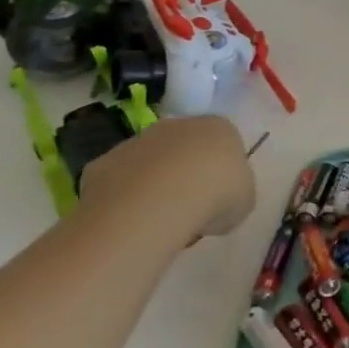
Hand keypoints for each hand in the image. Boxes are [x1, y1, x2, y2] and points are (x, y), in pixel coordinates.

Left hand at [74, 115, 256, 249]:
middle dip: (186, 175)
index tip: (220, 199)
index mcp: (219, 128)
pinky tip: (131, 221)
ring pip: (149, 164)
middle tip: (190, 210)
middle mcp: (177, 125)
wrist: (160, 201)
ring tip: (159, 221)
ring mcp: (137, 141)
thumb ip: (234, 194)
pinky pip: (119, 183)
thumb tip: (217, 204)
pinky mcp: (104, 162)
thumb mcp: (244, 201)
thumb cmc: (216, 195)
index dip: (222, 173)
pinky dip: (124, 199)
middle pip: (184, 149)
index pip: (224, 144)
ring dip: (153, 186)